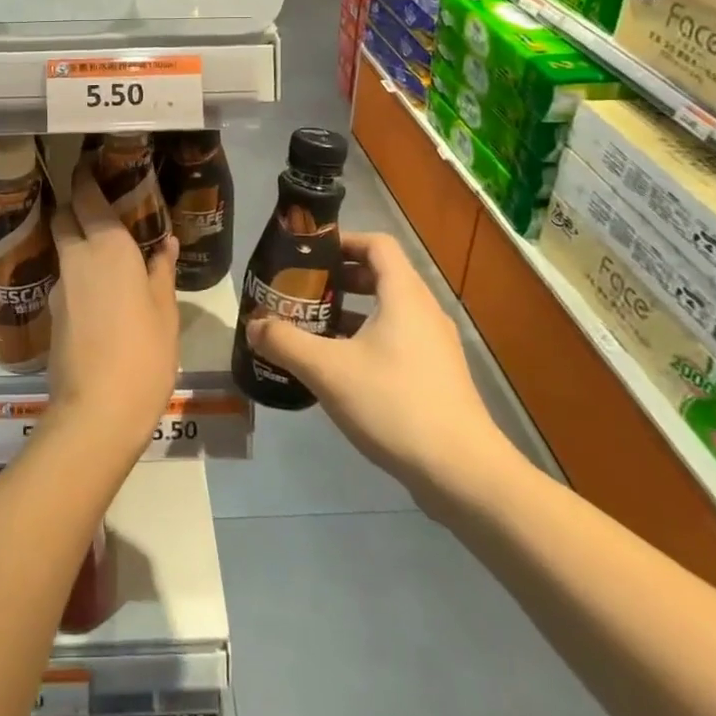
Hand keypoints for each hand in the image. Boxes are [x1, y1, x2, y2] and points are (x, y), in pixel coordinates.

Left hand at [45, 164, 180, 462]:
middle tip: (100, 208)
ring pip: (63, 249)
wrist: (96, 411)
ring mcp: (60, 286)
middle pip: (63, 216)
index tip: (90, 165)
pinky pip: (66, 279)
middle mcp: (77, 257)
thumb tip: (164, 243)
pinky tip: (100, 294)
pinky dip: (79, 275)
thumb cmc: (143, 352)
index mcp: (107, 246)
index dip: (84, 177)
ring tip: (107, 254)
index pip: (85, 196)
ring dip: (77, 242)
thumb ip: (161, 271)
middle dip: (74, 206)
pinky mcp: (52, 314)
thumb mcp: (164, 310)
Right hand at [245, 231, 523, 517]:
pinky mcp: (436, 377)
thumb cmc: (394, 404)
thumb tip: (253, 325)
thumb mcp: (328, 370)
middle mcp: (423, 312)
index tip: (308, 255)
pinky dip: (365, 341)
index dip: (343, 241)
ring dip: (349, 313)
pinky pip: (395, 341)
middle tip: (301, 293)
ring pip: (386, 312)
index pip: (377, 244)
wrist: (463, 474)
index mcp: (404, 295)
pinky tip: (338, 370)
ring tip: (312, 330)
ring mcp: (434, 347)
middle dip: (338, 280)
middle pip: (380, 276)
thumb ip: (285, 342)